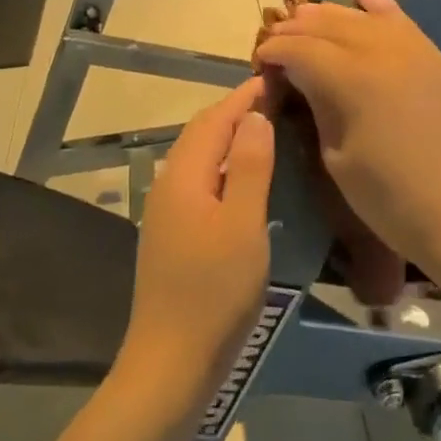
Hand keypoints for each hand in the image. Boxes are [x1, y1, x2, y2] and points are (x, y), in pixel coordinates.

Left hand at [116, 80, 274, 422]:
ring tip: (264, 130)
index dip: (243, 97)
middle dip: (234, 111)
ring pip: (199, 157)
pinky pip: (200, 181)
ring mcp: (167, 212)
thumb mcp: (243, 226)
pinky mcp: (172, 235)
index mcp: (185, 178)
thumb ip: (251, 168)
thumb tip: (255, 117)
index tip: (274, 77)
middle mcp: (169, 186)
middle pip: (201, 134)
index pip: (215, 120)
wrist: (170, 363)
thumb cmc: (214, 292)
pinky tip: (244, 178)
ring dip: (228, 137)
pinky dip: (223, 165)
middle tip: (274, 98)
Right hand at [252, 0, 440, 272]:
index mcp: (352, 79)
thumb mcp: (336, 157)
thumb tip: (297, 77)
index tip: (258, 61)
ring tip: (305, 21)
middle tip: (275, 42)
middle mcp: (382, 51)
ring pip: (362, 17)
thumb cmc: (389, 198)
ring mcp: (415, 50)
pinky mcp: (436, 58)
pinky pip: (402, 20)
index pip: (300, 49)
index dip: (273, 50)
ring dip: (329, 16)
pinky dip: (378, 6)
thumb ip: (316, 105)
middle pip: (328, 25)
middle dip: (295, 29)